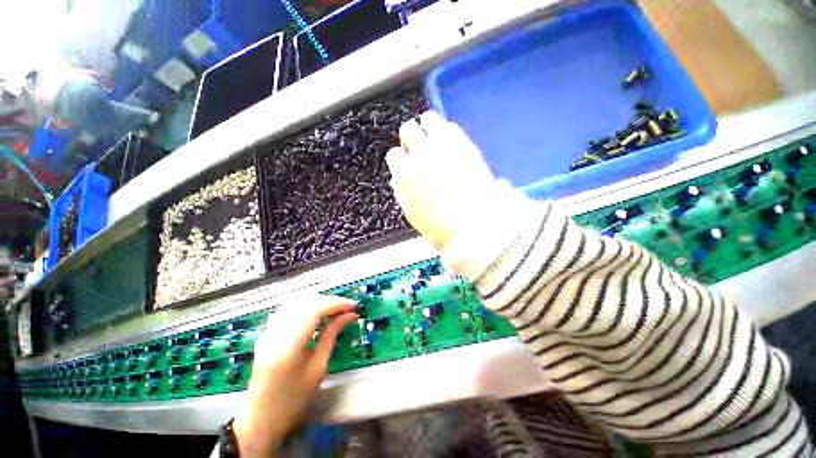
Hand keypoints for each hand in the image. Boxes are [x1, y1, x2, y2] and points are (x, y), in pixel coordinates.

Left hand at [233, 295, 357, 456]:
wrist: (260, 418)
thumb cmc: (293, 399)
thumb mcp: (318, 367)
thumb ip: (332, 335)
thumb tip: (349, 315)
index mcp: (288, 346)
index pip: (315, 309)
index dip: (337, 303)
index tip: (353, 306)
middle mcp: (275, 333)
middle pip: (306, 301)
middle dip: (330, 301)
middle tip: (346, 309)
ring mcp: (268, 330)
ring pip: (298, 300)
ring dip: (319, 301)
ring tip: (335, 310)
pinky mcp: (268, 331)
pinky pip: (291, 308)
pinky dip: (308, 306)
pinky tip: (319, 314)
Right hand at [385, 111, 499, 249]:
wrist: (475, 225)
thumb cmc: (441, 225)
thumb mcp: (411, 212)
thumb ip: (401, 189)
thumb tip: (400, 175)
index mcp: (406, 174)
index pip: (394, 155)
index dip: (400, 160)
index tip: (405, 164)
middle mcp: (422, 155)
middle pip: (408, 129)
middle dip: (409, 138)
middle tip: (416, 148)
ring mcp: (444, 146)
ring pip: (429, 119)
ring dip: (427, 129)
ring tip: (433, 141)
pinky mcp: (465, 144)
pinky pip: (451, 127)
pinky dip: (447, 133)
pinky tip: (449, 145)